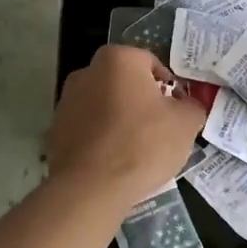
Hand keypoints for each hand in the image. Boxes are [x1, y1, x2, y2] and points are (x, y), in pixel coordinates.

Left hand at [47, 45, 205, 209]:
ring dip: (119, 119)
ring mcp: (66, 101)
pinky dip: (100, 139)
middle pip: (124, 83)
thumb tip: (187, 106)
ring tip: (136, 149)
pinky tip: (113, 162)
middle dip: (141, 101)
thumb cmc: (143, 144)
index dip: (169, 87)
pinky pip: (87, 129)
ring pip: (104, 106)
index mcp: (119, 60)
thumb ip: (192, 106)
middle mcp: (87, 72)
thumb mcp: (186, 124)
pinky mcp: (55, 131)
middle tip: (159, 128)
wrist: (91, 187)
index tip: (177, 110)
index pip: (151, 63)